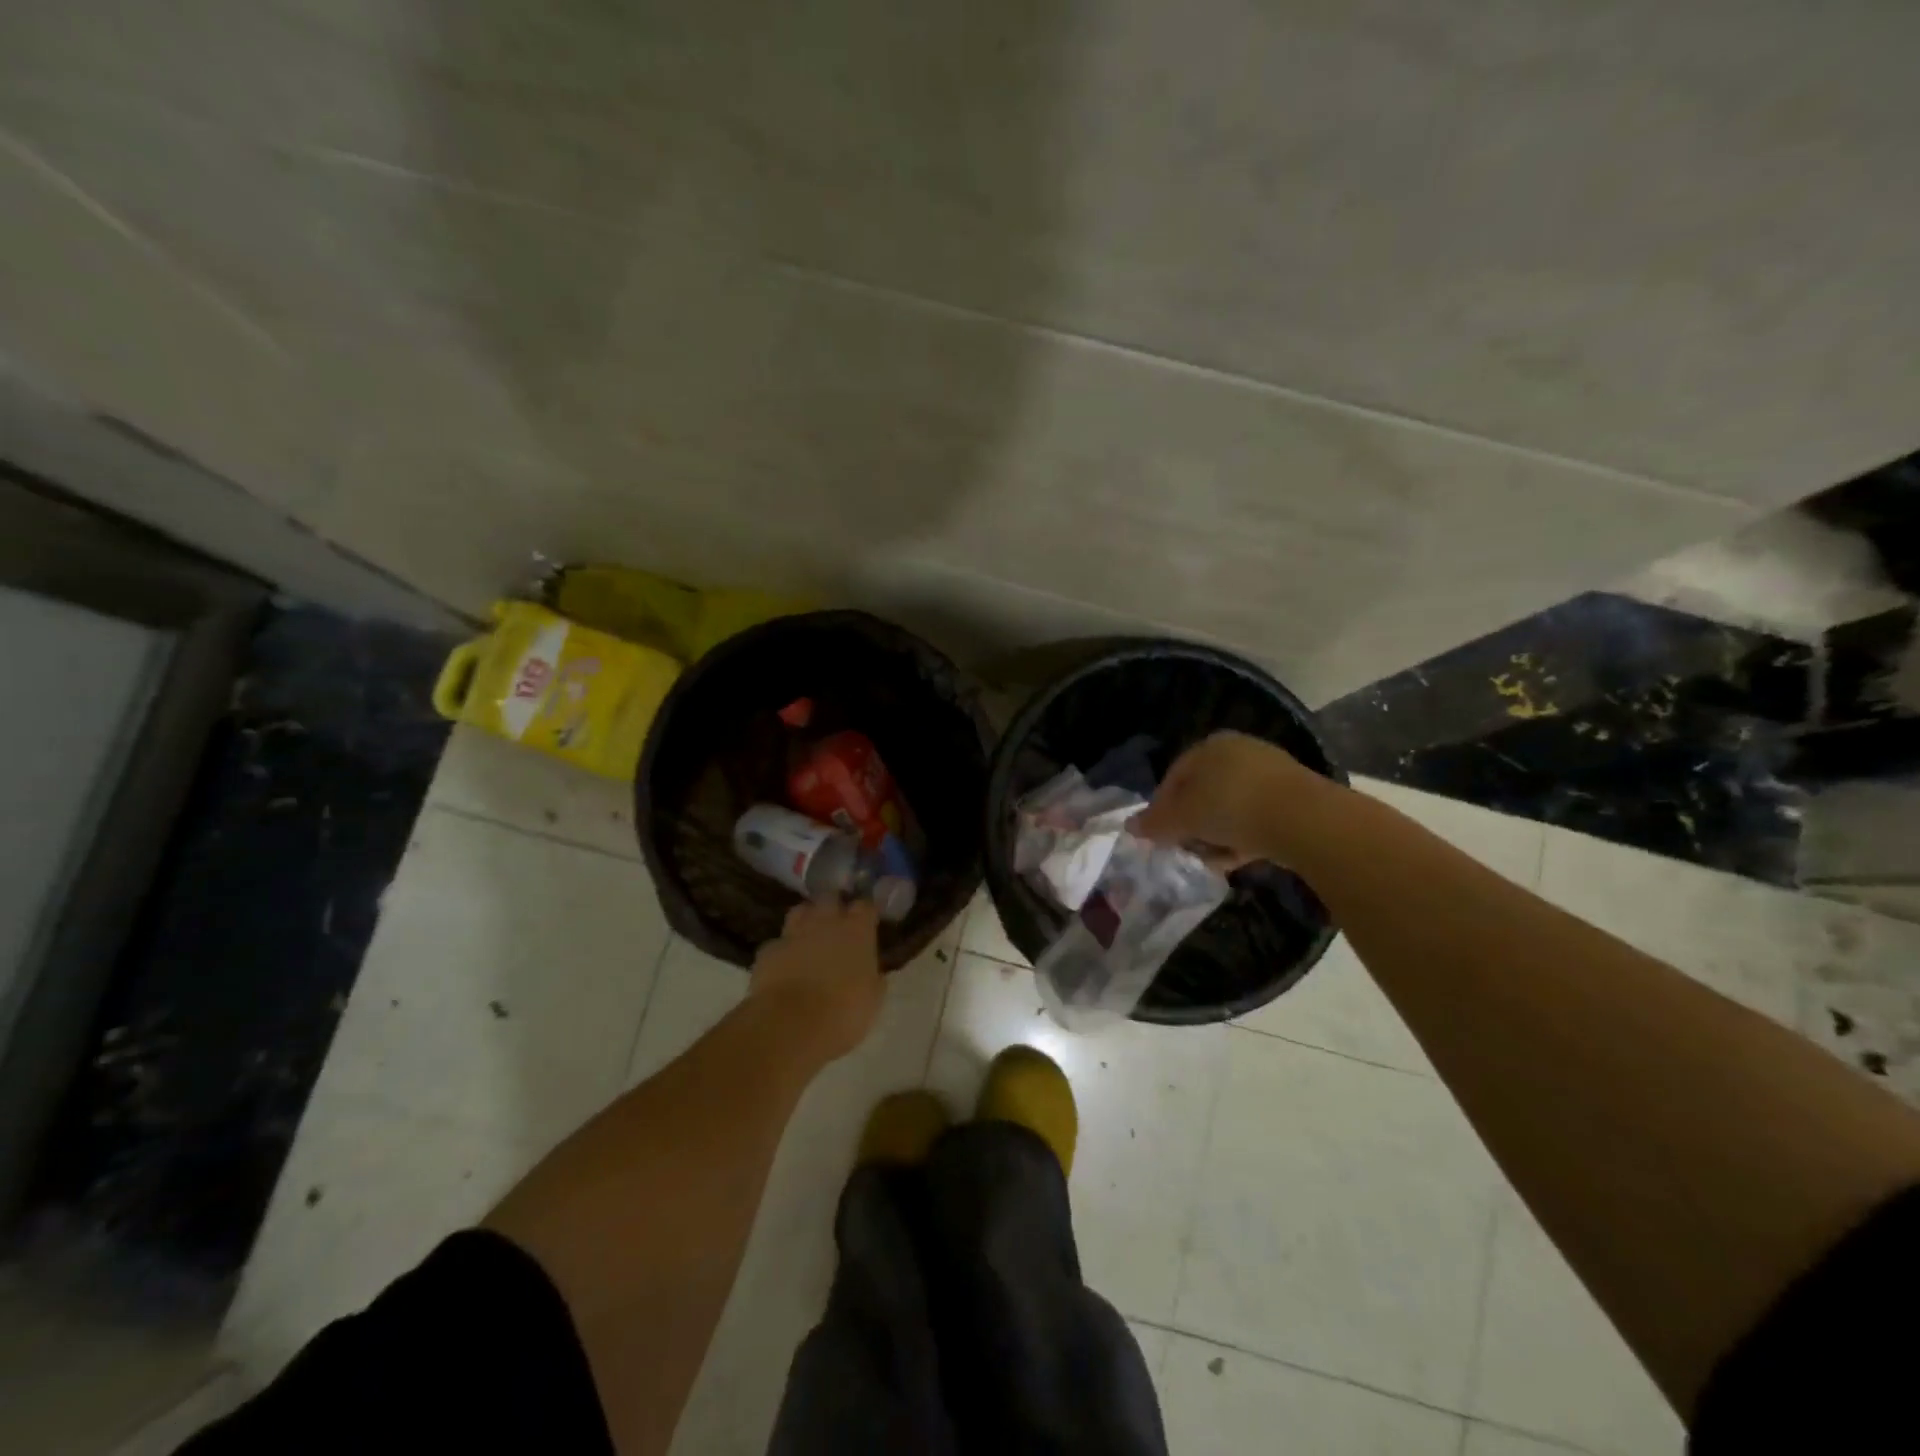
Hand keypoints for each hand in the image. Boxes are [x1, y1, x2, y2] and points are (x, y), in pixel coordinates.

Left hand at [749, 899, 884, 1063]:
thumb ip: (873, 976)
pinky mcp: (768, 950)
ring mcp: (794, 933)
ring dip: (806, 919)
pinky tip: (785, 965)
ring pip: (800, 911)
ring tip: (810, 936)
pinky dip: (784, 950)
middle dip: (834, 906)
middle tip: (838, 923)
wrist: (790, 1024)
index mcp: (857, 930)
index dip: (866, 913)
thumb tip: (873, 972)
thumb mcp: (872, 998)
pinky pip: (778, 943)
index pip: (866, 906)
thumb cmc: (843, 1012)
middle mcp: (825, 922)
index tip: (868, 922)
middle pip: (830, 898)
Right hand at [1133, 731, 1322, 866]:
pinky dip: (1243, 837)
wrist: (1305, 820)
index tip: (1158, 835)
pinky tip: (1238, 859)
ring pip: (1230, 807)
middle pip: (1203, 792)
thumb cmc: (1231, 807)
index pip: (1174, 776)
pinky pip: (1257, 817)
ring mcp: (1270, 773)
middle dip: (1191, 823)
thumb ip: (1155, 822)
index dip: (1161, 807)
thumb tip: (1130, 826)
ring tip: (1211, 860)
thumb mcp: (1183, 817)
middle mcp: (1239, 751)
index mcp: (1210, 746)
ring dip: (1216, 834)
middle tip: (1184, 848)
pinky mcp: (1294, 798)